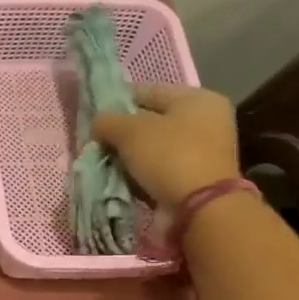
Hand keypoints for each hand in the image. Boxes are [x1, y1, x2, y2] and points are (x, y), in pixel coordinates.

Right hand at [92, 85, 240, 206]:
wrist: (200, 208)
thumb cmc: (168, 156)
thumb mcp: (130, 130)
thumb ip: (107, 120)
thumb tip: (98, 124)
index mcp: (197, 99)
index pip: (148, 91)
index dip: (118, 100)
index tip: (93, 115)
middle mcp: (205, 121)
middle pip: (151, 120)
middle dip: (122, 132)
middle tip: (97, 141)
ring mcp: (203, 152)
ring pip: (153, 147)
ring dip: (130, 155)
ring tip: (105, 161)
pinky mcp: (195, 178)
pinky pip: (159, 169)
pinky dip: (141, 173)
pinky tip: (121, 179)